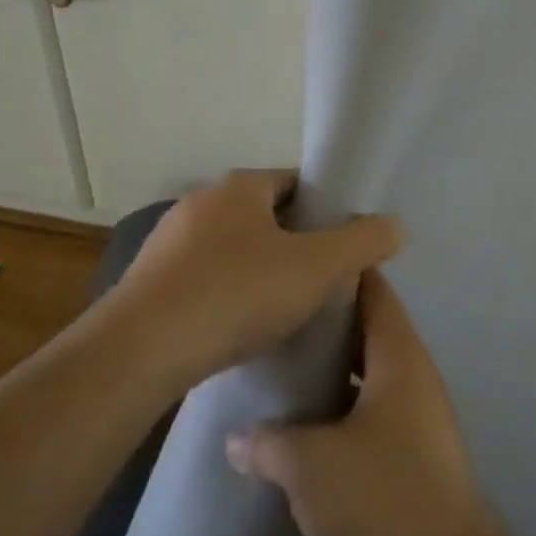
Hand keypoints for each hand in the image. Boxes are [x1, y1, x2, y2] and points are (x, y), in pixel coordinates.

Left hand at [110, 170, 401, 385]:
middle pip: (265, 217)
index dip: (327, 208)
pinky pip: (205, 282)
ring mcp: (167, 245)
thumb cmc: (237, 294)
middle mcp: (198, 205)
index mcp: (237, 188)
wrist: (140, 353)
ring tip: (288, 310)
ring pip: (234, 251)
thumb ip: (363, 242)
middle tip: (325, 279)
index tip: (346, 242)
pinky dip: (229, 297)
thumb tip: (395, 226)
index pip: (295, 182)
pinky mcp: (148, 286)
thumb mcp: (318, 267)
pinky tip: (242, 330)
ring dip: (261, 272)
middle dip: (297, 243)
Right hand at [226, 271, 505, 535]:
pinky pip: (368, 415)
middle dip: (324, 325)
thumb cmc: (381, 496)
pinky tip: (298, 428)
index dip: (341, 272)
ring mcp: (415, 417)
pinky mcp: (409, 456)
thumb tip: (238, 437)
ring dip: (328, 373)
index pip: (374, 292)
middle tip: (272, 320)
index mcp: (401, 357)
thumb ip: (269, 442)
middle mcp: (413, 377)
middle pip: (368, 332)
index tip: (299, 263)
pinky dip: (337, 412)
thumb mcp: (311, 464)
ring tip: (276, 370)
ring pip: (366, 376)